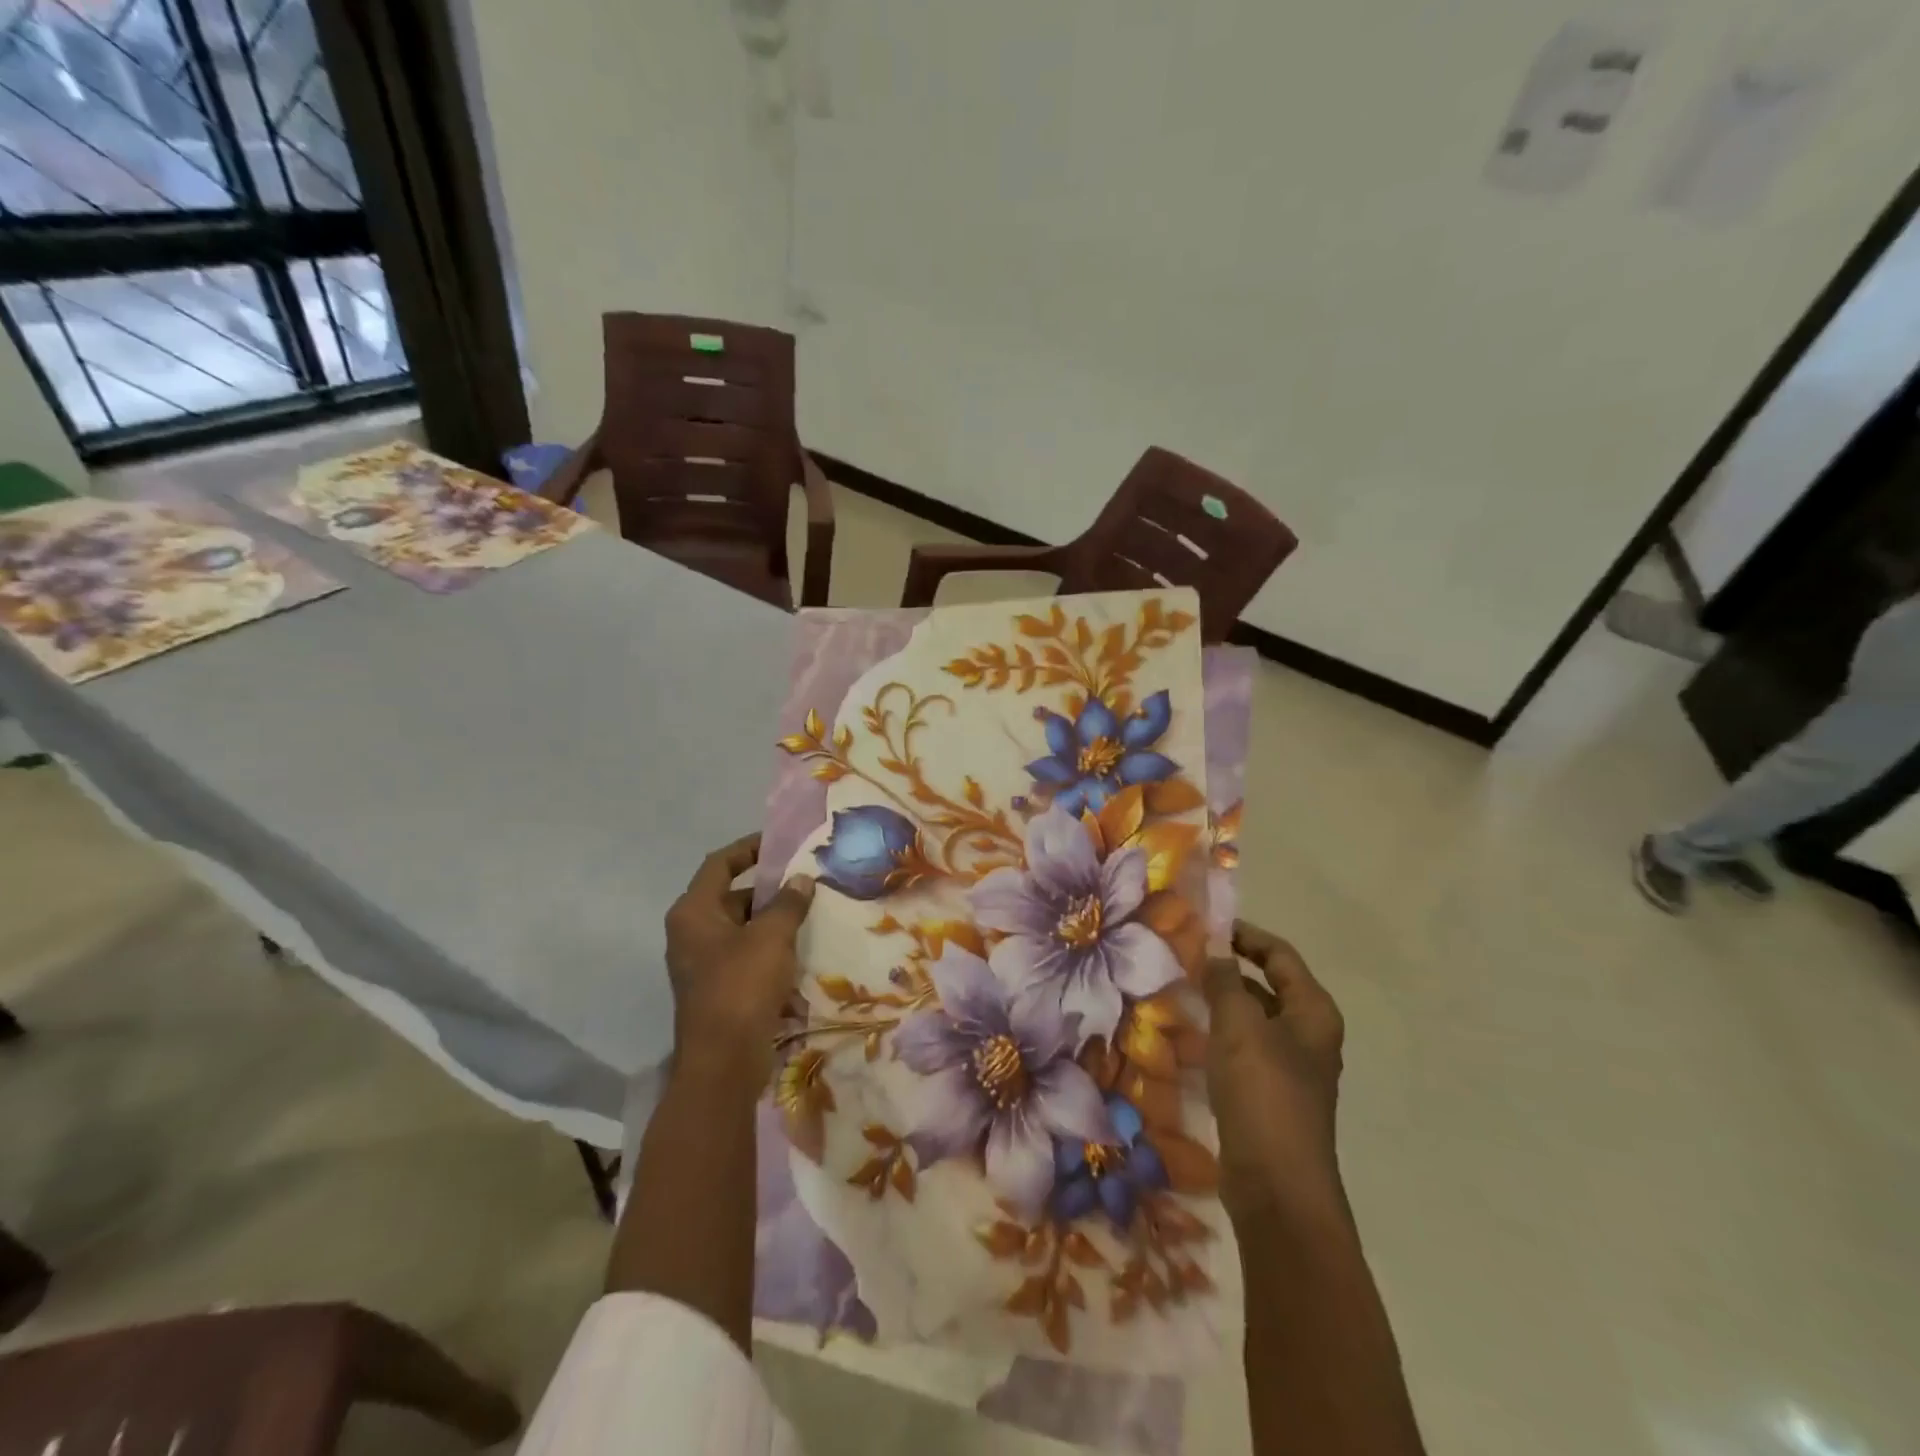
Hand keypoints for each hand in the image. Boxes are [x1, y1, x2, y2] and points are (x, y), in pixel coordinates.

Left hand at [663, 834, 814, 1079]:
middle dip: (766, 889)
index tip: (778, 843)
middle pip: (729, 896)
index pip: (719, 864)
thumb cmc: (742, 986)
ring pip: (739, 928)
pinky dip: (767, 948)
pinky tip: (798, 950)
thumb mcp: (772, 936)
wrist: (723, 1062)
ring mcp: (700, 963)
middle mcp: (690, 933)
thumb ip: (788, 902)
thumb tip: (801, 879)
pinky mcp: (715, 989)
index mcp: (693, 912)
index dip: (748, 849)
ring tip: (808, 912)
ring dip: (770, 920)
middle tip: (803, 881)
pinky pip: (743, 955)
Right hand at [1202, 920, 1345, 1222]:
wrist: (1277, 1186)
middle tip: (1184, 957)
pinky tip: (1187, 1037)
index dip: (1245, 935)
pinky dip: (1218, 1036)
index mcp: (1313, 1012)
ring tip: (1178, 989)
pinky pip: (1241, 1051)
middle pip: (1268, 985)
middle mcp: (1307, 1035)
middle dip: (1229, 969)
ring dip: (1220, 1003)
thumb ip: (1225, 982)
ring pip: (1252, 1019)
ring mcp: (1289, 1069)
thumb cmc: (1264, 1093)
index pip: (1279, 955)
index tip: (1205, 926)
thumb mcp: (1240, 1026)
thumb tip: (1214, 950)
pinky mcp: (1268, 1096)